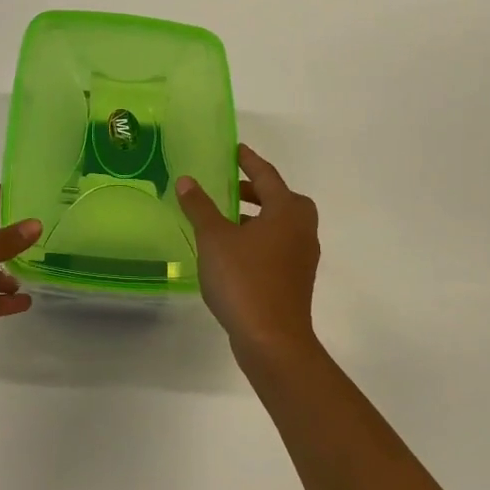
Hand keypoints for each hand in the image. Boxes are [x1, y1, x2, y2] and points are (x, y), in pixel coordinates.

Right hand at [177, 145, 320, 361]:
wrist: (272, 340)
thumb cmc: (244, 280)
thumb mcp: (214, 239)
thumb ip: (200, 207)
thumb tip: (187, 181)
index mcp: (287, 211)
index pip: (267, 175)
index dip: (249, 161)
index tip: (235, 150)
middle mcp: (302, 229)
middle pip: (281, 199)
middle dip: (256, 190)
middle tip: (230, 187)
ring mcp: (303, 257)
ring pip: (281, 224)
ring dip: (257, 216)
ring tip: (226, 219)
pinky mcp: (296, 280)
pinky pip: (278, 245)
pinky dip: (259, 239)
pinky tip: (234, 251)